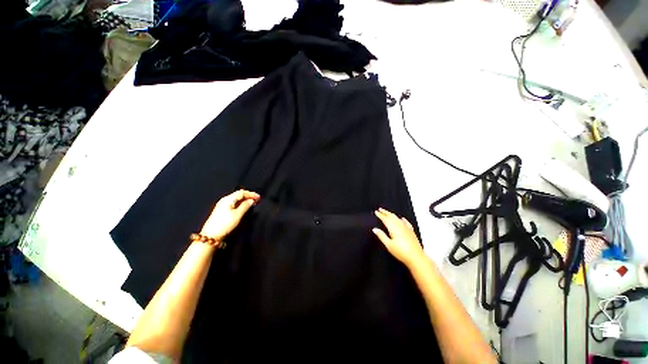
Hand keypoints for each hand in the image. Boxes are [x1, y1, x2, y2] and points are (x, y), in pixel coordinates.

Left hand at [200, 190, 259, 240]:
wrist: (211, 235)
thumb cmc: (225, 224)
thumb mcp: (238, 214)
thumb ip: (245, 206)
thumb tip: (251, 200)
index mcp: (228, 199)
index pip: (241, 192)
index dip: (251, 194)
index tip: (259, 197)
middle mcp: (225, 200)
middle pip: (238, 195)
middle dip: (248, 196)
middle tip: (257, 200)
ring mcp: (222, 205)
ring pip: (236, 199)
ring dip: (245, 200)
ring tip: (252, 203)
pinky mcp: (222, 211)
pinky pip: (234, 204)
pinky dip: (241, 204)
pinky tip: (245, 207)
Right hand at [372, 208, 424, 266]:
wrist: (416, 258)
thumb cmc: (402, 252)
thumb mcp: (388, 245)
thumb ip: (381, 236)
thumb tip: (375, 229)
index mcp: (393, 228)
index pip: (385, 219)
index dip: (380, 215)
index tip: (376, 212)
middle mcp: (400, 226)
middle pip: (391, 216)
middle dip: (385, 212)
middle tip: (380, 209)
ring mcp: (406, 228)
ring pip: (398, 218)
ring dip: (392, 214)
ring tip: (388, 213)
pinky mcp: (411, 232)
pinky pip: (406, 223)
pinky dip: (403, 220)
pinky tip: (402, 219)